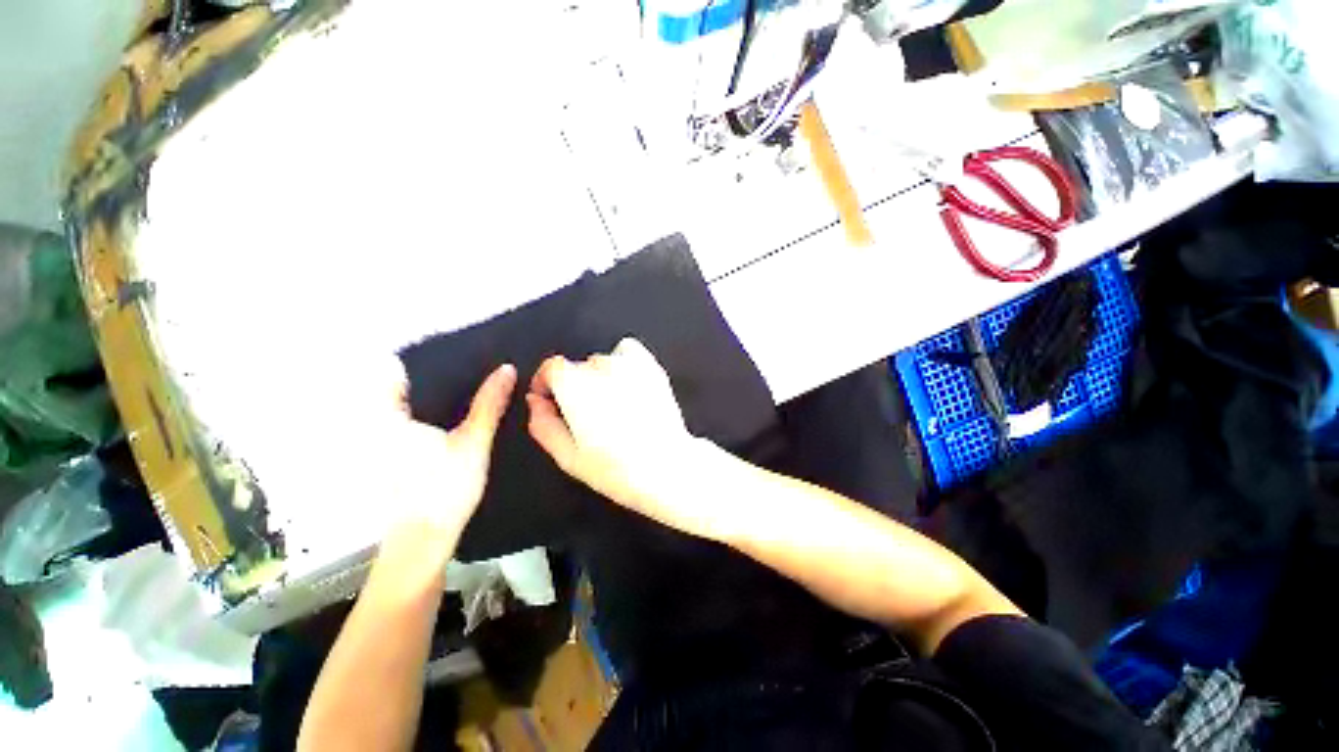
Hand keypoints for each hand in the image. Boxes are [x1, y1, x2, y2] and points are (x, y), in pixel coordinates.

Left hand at [378, 363, 515, 561]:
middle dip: (440, 375)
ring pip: (414, 406)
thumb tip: (506, 369)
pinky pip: (417, 423)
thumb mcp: (473, 441)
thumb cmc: (444, 487)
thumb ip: (489, 403)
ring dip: (441, 395)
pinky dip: (438, 414)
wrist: (426, 539)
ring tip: (475, 384)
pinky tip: (463, 415)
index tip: (459, 351)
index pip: (398, 371)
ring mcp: (387, 442)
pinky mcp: (399, 456)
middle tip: (477, 365)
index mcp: (389, 416)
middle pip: (408, 387)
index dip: (428, 358)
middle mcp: (381, 424)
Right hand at [526, 338, 727, 539]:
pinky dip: (622, 362)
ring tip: (611, 405)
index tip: (550, 398)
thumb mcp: (568, 456)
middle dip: (574, 386)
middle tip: (587, 415)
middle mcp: (601, 368)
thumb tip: (536, 402)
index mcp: (575, 386)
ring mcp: (629, 364)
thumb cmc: (616, 467)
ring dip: (599, 377)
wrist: (665, 466)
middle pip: (577, 367)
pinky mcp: (651, 366)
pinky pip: (628, 352)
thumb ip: (543, 424)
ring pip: (602, 362)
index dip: (546, 383)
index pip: (551, 367)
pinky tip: (627, 385)